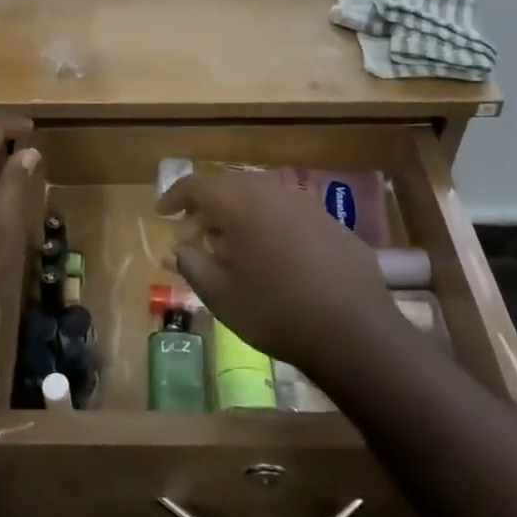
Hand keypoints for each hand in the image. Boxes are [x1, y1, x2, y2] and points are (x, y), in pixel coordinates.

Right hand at [158, 172, 396, 374]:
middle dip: (206, 209)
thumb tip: (178, 249)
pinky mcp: (331, 222)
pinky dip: (269, 226)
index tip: (162, 214)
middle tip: (194, 236)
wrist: (353, 331)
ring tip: (231, 248)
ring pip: (260, 199)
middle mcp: (271, 191)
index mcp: (239, 202)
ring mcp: (305, 204)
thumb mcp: (220, 294)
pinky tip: (273, 258)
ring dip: (239, 216)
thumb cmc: (274, 311)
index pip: (196, 185)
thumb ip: (192, 264)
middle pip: (229, 188)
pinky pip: (288, 214)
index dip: (175, 197)